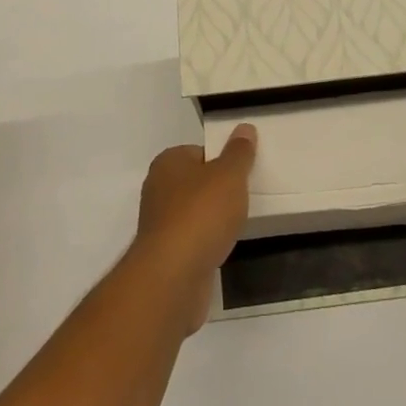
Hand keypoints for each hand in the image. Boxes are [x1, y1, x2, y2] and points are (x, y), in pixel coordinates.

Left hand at [130, 123, 256, 332]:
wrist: (173, 276)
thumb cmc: (201, 214)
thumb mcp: (229, 175)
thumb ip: (239, 153)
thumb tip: (244, 128)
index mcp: (168, 163)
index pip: (199, 152)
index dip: (222, 160)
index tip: (244, 172)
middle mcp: (158, 189)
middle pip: (196, 183)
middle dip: (219, 190)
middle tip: (246, 196)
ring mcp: (160, 225)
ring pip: (195, 213)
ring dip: (213, 219)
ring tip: (239, 223)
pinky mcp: (166, 255)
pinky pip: (193, 240)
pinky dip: (208, 242)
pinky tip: (224, 247)